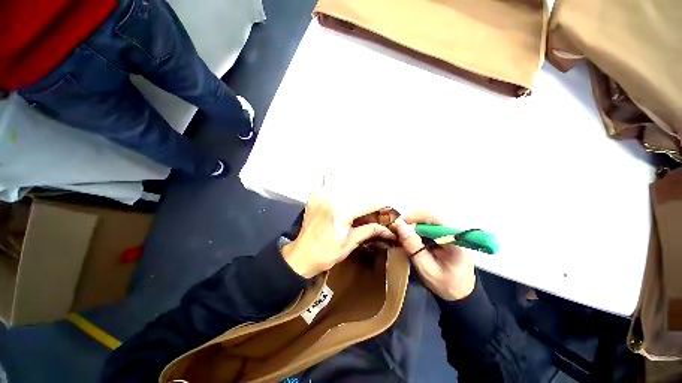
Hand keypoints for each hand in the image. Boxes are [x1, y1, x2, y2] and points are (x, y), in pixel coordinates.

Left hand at [281, 177, 394, 277]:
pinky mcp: (312, 199)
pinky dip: (324, 176)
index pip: (368, 204)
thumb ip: (367, 231)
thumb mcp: (350, 244)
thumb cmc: (326, 253)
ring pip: (335, 178)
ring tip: (354, 172)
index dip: (380, 204)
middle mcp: (333, 200)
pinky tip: (329, 173)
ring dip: (345, 174)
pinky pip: (317, 182)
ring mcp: (321, 198)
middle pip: (353, 185)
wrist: (302, 256)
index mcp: (344, 213)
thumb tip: (386, 229)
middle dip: (365, 184)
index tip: (387, 204)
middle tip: (371, 185)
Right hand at [393, 212, 475, 300]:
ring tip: (403, 235)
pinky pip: (430, 227)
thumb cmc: (446, 285)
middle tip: (398, 231)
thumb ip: (413, 246)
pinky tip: (412, 239)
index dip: (414, 217)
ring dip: (414, 226)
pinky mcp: (447, 236)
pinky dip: (418, 231)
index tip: (398, 224)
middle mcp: (455, 232)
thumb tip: (400, 225)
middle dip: (412, 221)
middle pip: (430, 217)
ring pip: (428, 220)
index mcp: (455, 239)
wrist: (461, 296)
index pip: (433, 217)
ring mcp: (452, 233)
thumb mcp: (426, 268)